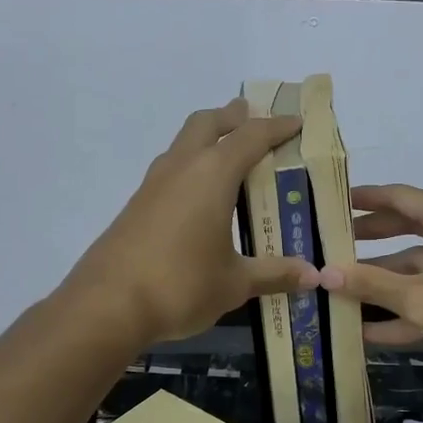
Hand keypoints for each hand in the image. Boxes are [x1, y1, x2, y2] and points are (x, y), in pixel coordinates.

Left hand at [63, 99, 318, 345]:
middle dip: (232, 117)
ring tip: (228, 154)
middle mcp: (181, 168)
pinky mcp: (136, 206)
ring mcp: (153, 185)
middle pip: (207, 123)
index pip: (250, 137)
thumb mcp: (235, 283)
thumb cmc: (181, 285)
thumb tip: (315, 276)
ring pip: (183, 144)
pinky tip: (198, 197)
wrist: (107, 305)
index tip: (297, 123)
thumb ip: (275, 274)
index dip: (277, 127)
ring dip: (206, 139)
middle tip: (253, 119)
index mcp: (213, 175)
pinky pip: (170, 170)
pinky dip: (190, 166)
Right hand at [318, 185, 422, 394]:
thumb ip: (371, 284)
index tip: (331, 204)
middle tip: (329, 246)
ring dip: (380, 286)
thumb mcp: (421, 298)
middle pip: (404, 232)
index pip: (399, 197)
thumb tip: (324, 272)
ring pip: (414, 271)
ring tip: (336, 294)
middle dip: (368, 242)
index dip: (364, 199)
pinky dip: (402, 313)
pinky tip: (366, 332)